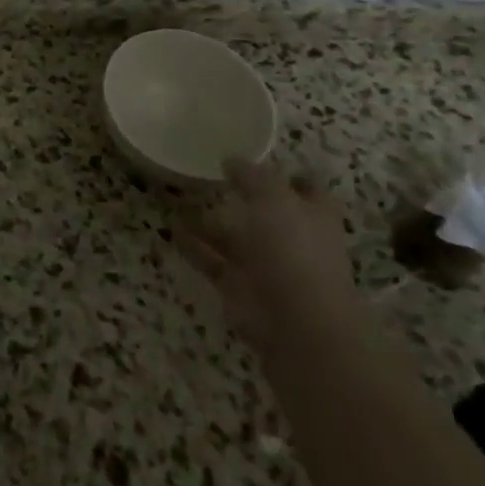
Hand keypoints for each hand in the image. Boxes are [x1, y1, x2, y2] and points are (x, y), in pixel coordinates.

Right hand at [175, 158, 358, 350]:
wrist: (297, 325)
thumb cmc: (294, 251)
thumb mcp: (274, 199)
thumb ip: (252, 176)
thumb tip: (231, 160)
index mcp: (313, 217)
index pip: (306, 190)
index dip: (287, 176)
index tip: (259, 161)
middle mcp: (293, 241)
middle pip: (265, 214)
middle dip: (240, 199)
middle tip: (206, 177)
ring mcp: (267, 268)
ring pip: (234, 239)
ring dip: (208, 222)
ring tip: (177, 200)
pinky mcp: (241, 290)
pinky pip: (213, 263)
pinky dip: (194, 248)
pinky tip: (171, 231)